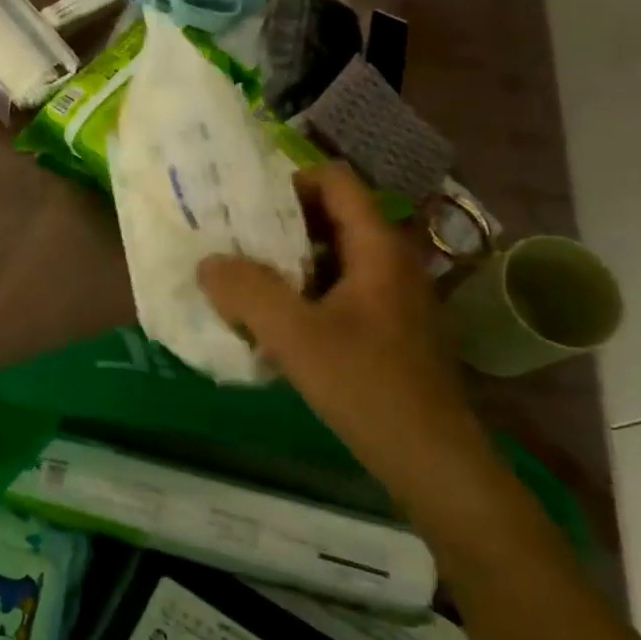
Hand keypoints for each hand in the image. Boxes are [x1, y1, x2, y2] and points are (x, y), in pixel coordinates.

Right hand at [199, 162, 488, 493]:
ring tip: (243, 279)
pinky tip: (275, 322)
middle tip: (232, 240)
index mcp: (378, 248)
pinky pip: (341, 291)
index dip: (288, 181)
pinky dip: (306, 293)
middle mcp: (392, 262)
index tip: (243, 204)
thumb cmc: (365, 385)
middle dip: (279, 225)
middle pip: (332, 218)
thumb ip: (247, 292)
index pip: (335, 182)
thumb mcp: (295, 336)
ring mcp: (394, 297)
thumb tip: (209, 263)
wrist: (431, 458)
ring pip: (334, 258)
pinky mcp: (390, 329)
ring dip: (289, 263)